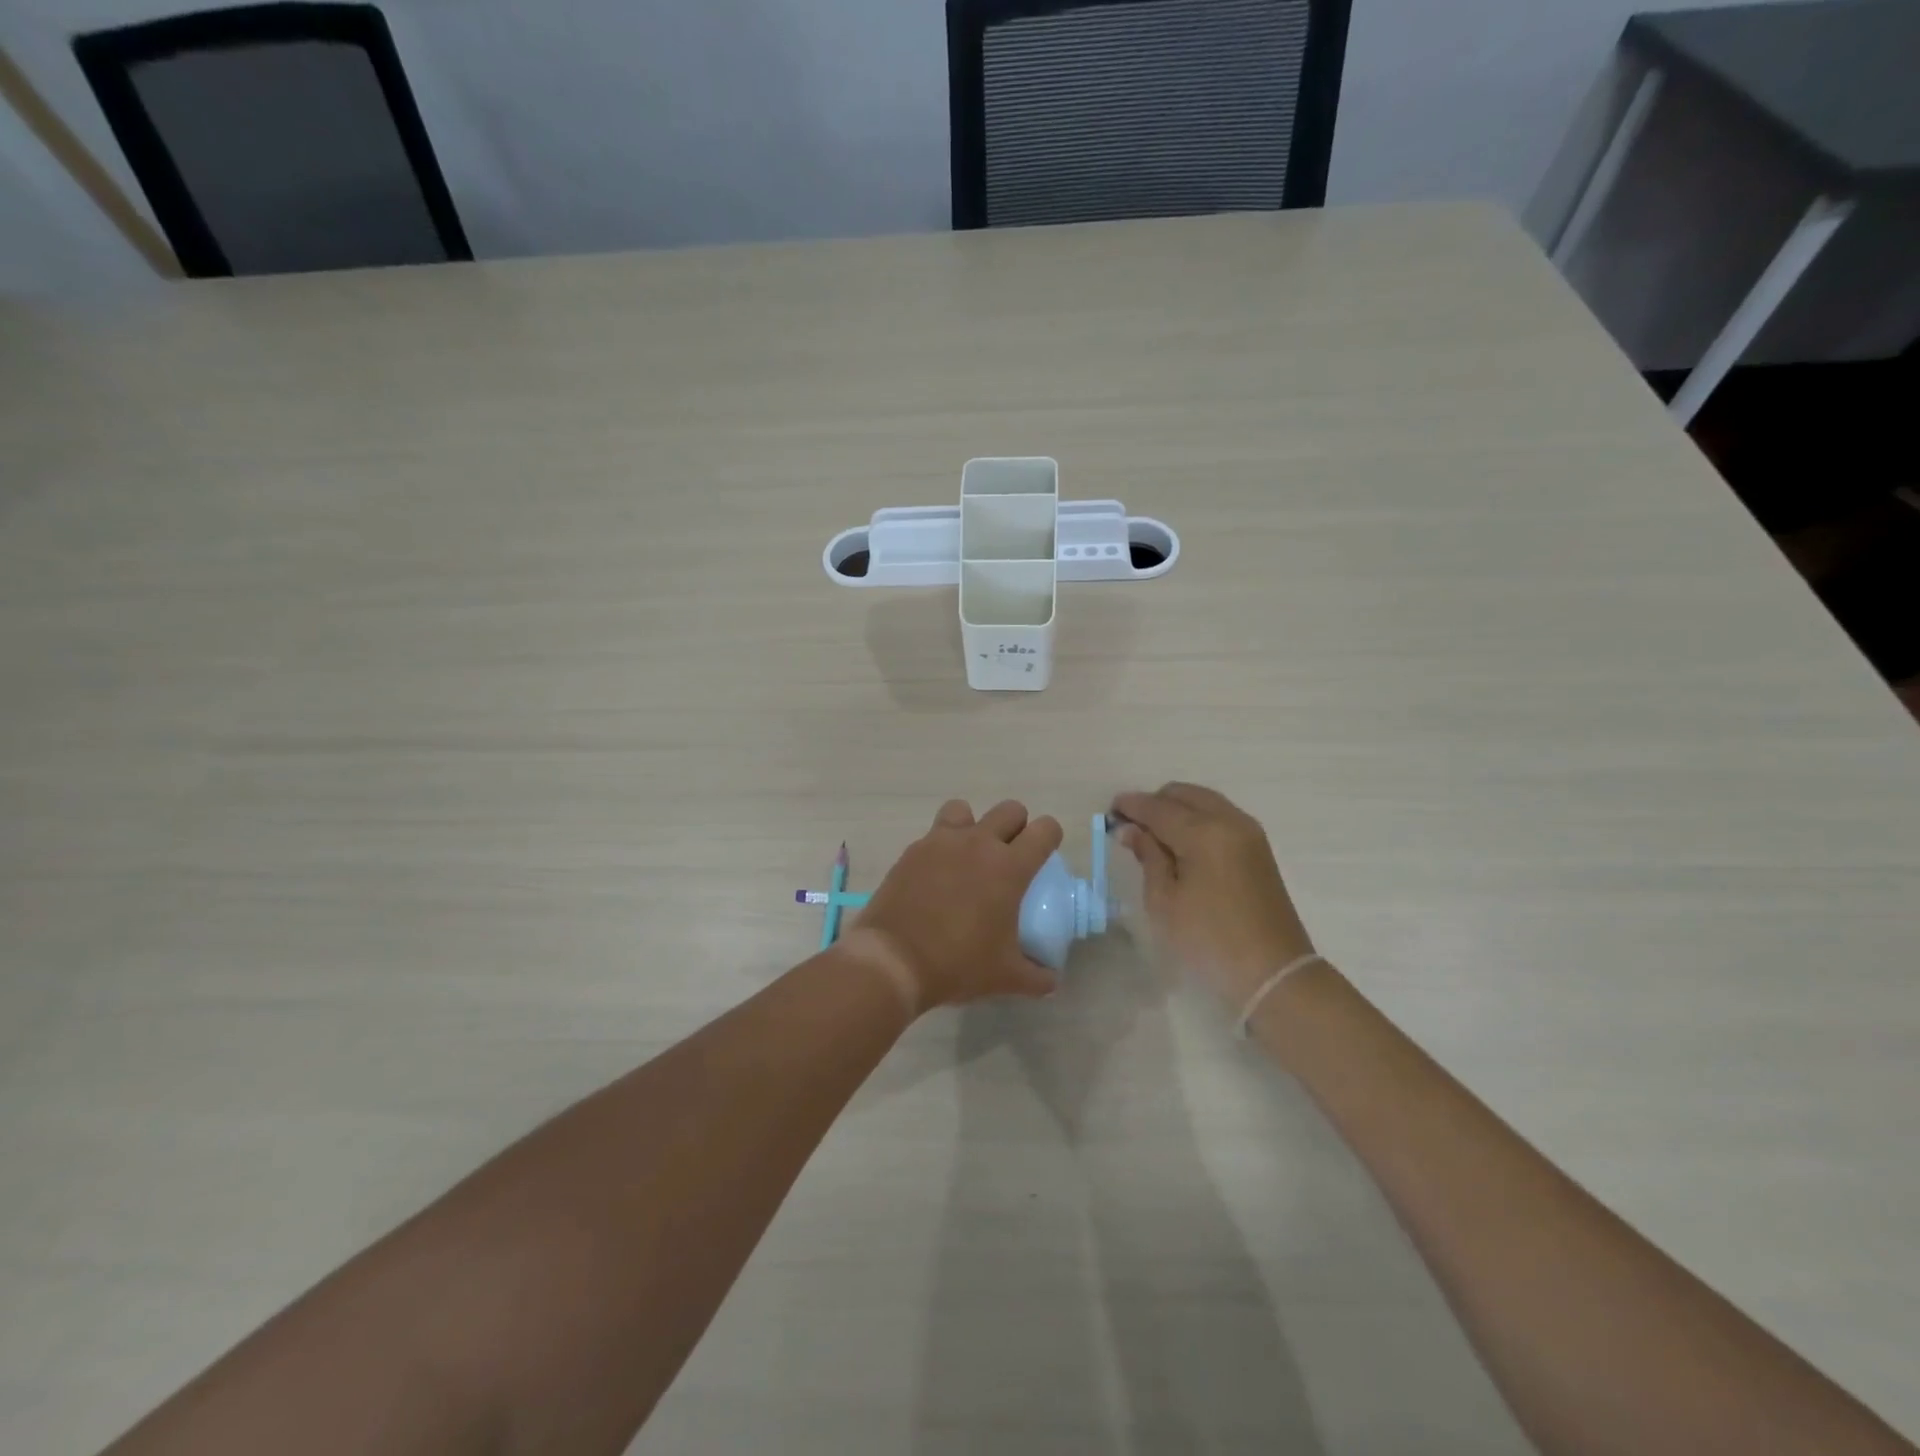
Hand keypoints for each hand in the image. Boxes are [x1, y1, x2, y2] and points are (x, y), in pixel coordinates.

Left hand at [851, 799, 1064, 1012]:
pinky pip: (933, 835)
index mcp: (1009, 867)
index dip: (1050, 837)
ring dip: (973, 825)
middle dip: (1016, 827)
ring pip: (965, 809)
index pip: (1044, 830)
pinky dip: (940, 847)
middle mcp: (978, 843)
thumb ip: (1037, 978)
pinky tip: (936, 877)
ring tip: (968, 856)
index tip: (1044, 856)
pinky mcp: (912, 851)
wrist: (893, 961)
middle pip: (1010, 810)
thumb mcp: (1005, 977)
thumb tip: (1052, 980)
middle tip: (1009, 858)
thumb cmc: (957, 964)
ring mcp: (941, 842)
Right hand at [1110, 783, 1315, 1009]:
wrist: (1272, 972)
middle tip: (1131, 826)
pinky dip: (1196, 818)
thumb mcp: (1164, 901)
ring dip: (1176, 809)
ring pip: (1204, 801)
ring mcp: (1248, 832)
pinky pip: (1220, 816)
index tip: (1110, 811)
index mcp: (1204, 832)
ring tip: (1154, 836)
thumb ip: (1148, 856)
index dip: (1131, 806)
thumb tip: (1132, 829)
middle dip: (1154, 803)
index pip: (1158, 807)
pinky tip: (1181, 843)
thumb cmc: (1209, 940)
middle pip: (1183, 794)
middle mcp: (1229, 821)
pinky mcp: (1258, 847)